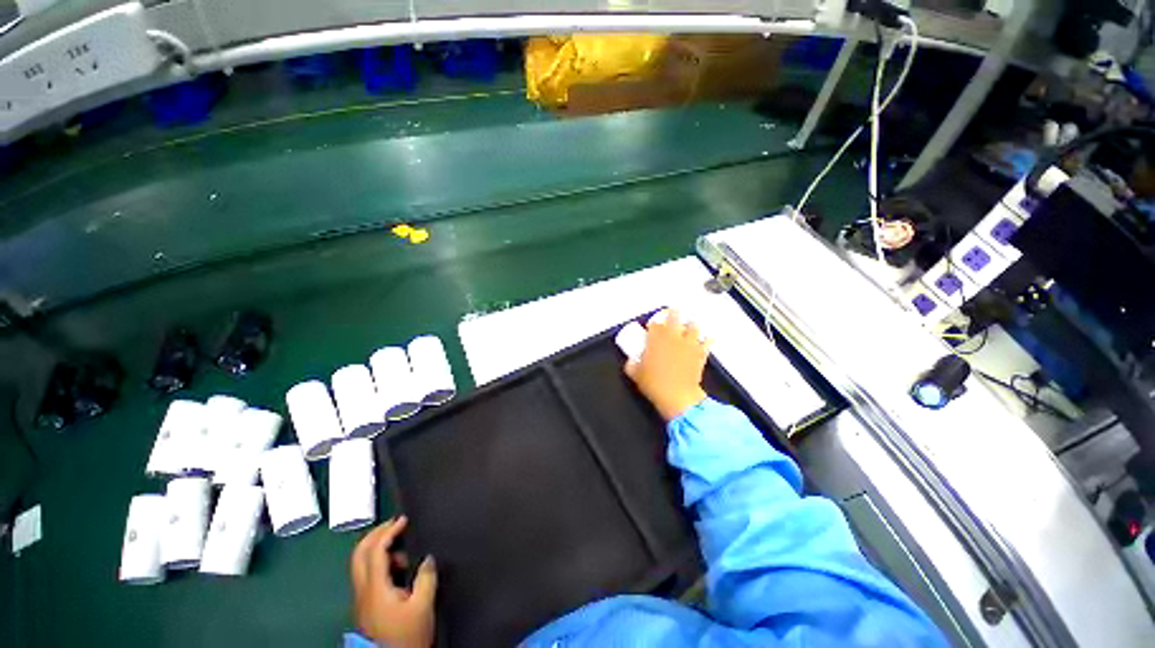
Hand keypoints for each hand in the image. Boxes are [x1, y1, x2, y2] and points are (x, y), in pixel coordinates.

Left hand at [351, 517, 437, 647]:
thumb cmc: (407, 635)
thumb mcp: (423, 606)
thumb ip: (426, 578)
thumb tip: (427, 558)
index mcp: (375, 588)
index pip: (375, 551)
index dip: (388, 531)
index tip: (404, 519)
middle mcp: (363, 590)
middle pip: (358, 554)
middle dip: (375, 534)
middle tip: (394, 523)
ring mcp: (362, 598)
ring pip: (361, 564)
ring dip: (377, 547)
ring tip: (401, 547)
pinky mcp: (366, 605)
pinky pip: (367, 574)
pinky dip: (379, 561)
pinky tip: (397, 566)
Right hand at [624, 309, 709, 421]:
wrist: (678, 396)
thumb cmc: (654, 384)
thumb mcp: (636, 374)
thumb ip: (631, 365)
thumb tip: (631, 361)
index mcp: (656, 339)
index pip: (654, 324)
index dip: (653, 324)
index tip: (652, 326)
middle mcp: (673, 337)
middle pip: (674, 318)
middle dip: (673, 314)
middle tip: (673, 312)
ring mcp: (688, 344)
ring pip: (693, 326)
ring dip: (691, 324)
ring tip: (689, 324)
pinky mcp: (700, 354)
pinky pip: (706, 342)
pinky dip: (707, 339)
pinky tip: (707, 338)